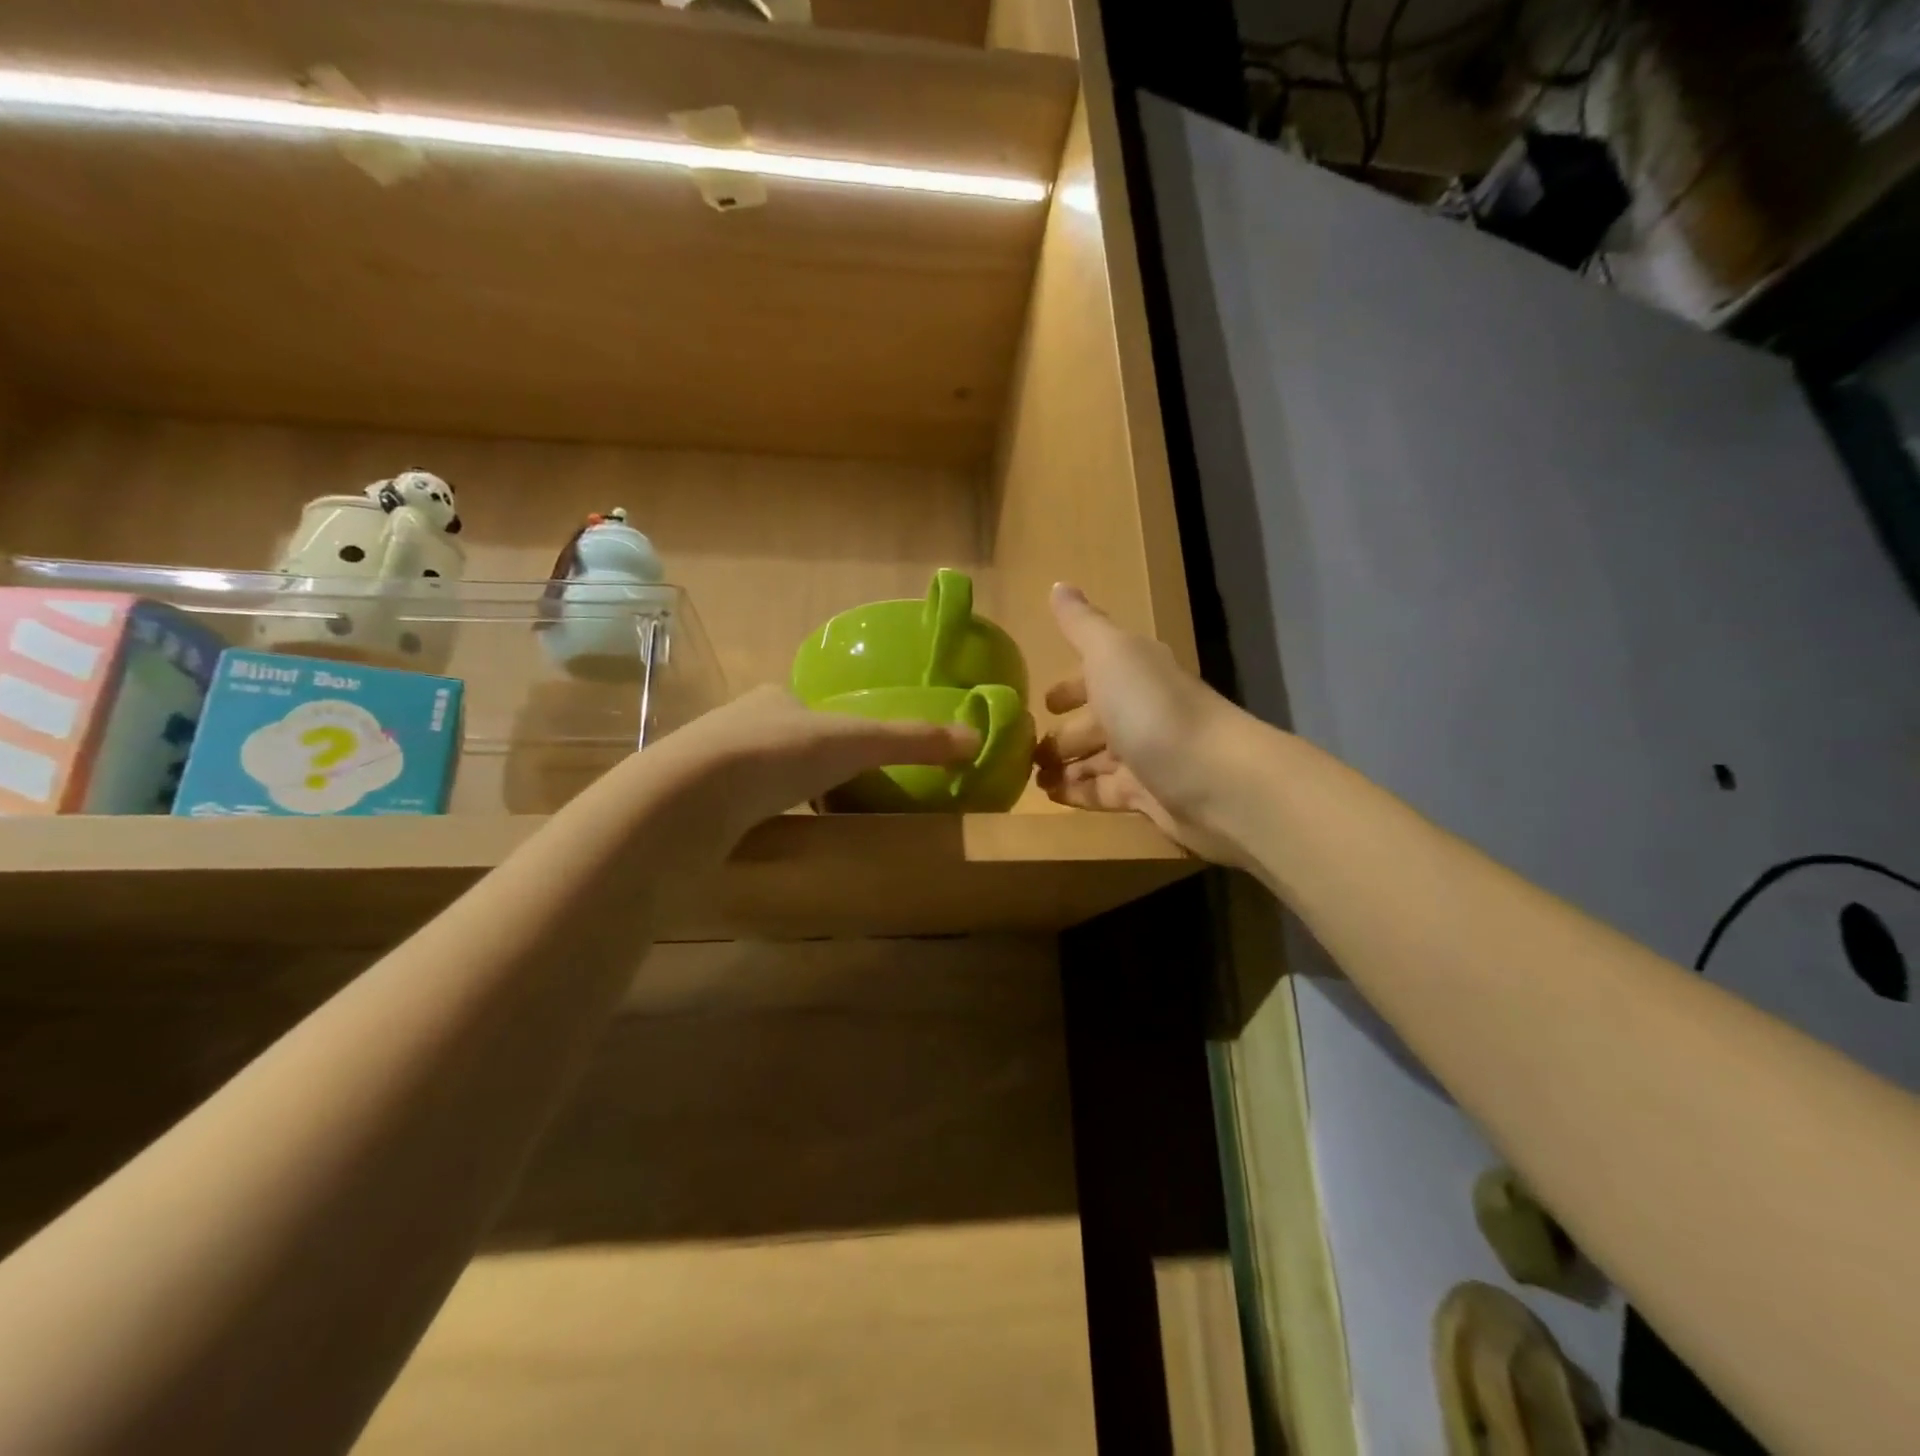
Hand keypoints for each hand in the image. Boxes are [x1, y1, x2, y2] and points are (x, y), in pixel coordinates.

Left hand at [646, 684, 979, 851]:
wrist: (691, 795)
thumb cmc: (780, 755)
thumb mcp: (857, 743)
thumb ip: (912, 741)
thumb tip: (975, 738)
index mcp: (773, 699)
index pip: (808, 710)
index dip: (834, 732)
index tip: (853, 762)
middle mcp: (734, 723)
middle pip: (780, 741)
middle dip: (803, 766)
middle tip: (832, 799)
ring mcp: (703, 763)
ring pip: (751, 775)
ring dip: (774, 795)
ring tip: (801, 826)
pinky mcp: (685, 803)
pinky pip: (727, 808)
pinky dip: (747, 821)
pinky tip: (762, 842)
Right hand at [1035, 584, 1262, 864]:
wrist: (1216, 780)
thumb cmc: (1153, 709)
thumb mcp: (1111, 654)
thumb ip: (1081, 625)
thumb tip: (1058, 585)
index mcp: (1135, 673)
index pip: (1096, 675)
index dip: (1069, 687)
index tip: (1042, 703)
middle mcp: (1143, 712)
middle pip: (1096, 723)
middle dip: (1063, 734)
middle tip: (1024, 750)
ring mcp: (1147, 757)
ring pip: (1097, 760)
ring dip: (1065, 767)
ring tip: (1029, 778)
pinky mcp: (1149, 796)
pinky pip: (1104, 792)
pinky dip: (1078, 793)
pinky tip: (1051, 798)